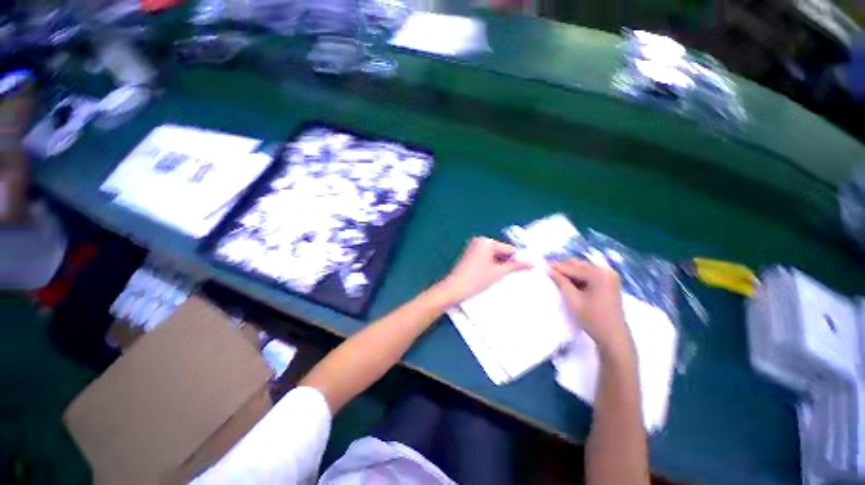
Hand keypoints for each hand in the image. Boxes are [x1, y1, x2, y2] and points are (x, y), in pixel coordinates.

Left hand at [437, 237, 531, 305]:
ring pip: (495, 257)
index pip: (509, 249)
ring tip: (505, 277)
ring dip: (501, 266)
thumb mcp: (498, 273)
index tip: (530, 269)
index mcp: (486, 242)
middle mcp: (480, 242)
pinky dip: (493, 266)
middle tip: (518, 275)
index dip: (519, 259)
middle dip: (509, 262)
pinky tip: (495, 276)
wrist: (454, 290)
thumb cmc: (476, 280)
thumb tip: (532, 262)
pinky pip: (487, 259)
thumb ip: (515, 266)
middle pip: (501, 251)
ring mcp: (474, 249)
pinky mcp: (470, 257)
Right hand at [548, 260, 633, 357]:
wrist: (613, 336)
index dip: (556, 266)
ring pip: (583, 269)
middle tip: (548, 272)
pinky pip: (589, 274)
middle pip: (579, 265)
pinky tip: (569, 282)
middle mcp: (606, 271)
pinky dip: (578, 277)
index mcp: (599, 274)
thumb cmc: (592, 318)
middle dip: (563, 268)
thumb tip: (548, 269)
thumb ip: (560, 281)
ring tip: (556, 277)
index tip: (542, 266)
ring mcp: (609, 276)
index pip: (572, 267)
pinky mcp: (609, 282)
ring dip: (570, 272)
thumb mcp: (573, 299)